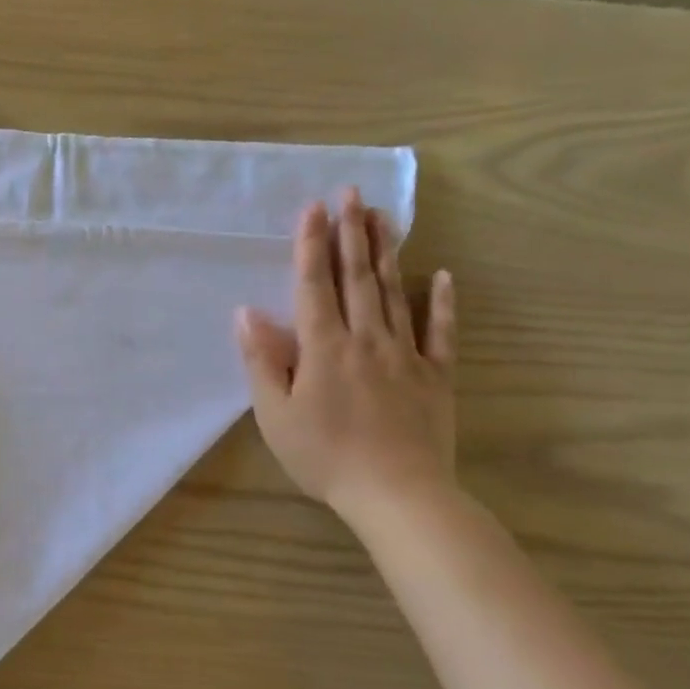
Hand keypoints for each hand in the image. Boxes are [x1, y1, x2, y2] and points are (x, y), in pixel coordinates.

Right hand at [235, 188, 456, 524]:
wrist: (398, 495)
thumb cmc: (325, 456)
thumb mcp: (276, 415)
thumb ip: (263, 361)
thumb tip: (247, 313)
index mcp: (324, 348)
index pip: (314, 285)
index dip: (311, 245)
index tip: (312, 207)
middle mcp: (365, 339)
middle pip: (357, 278)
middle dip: (351, 233)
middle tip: (351, 193)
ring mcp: (405, 355)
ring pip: (394, 294)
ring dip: (386, 252)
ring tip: (382, 216)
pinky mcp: (435, 376)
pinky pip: (441, 333)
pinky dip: (442, 303)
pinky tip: (442, 276)